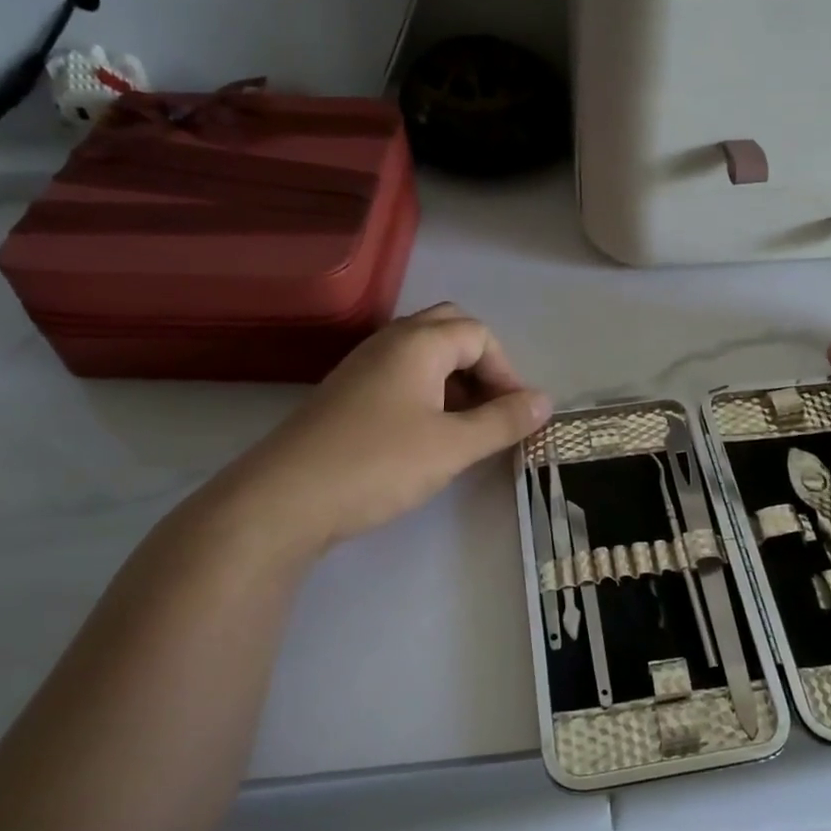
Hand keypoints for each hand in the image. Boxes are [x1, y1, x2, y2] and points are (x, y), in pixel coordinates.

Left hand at [200, 304, 551, 556]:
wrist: (285, 499)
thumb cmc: (378, 464)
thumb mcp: (453, 446)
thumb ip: (503, 421)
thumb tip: (545, 401)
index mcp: (417, 343)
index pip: (479, 334)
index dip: (507, 372)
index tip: (516, 416)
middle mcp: (388, 343)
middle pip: (449, 331)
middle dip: (481, 365)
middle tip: (492, 410)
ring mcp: (362, 368)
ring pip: (423, 355)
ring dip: (455, 381)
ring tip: (466, 427)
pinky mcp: (346, 396)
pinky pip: (400, 377)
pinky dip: (427, 394)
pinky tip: (427, 435)